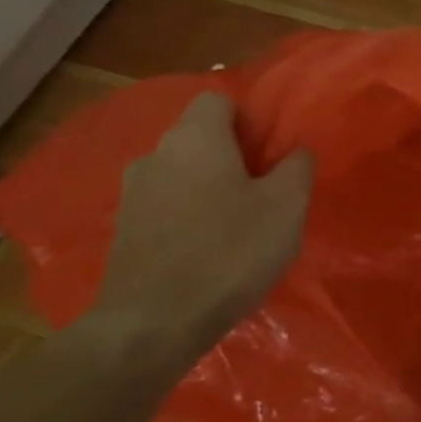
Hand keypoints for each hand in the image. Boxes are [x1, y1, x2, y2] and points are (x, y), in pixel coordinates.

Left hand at [86, 92, 313, 364]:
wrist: (155, 322)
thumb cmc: (231, 251)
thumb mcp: (287, 206)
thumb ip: (297, 167)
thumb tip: (296, 150)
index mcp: (196, 138)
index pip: (218, 100)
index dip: (249, 118)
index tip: (273, 150)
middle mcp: (156, 154)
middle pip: (198, 137)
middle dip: (231, 154)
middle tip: (265, 188)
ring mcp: (132, 194)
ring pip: (180, 173)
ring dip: (207, 187)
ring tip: (238, 222)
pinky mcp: (123, 231)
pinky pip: (165, 207)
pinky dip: (187, 217)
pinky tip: (208, 249)